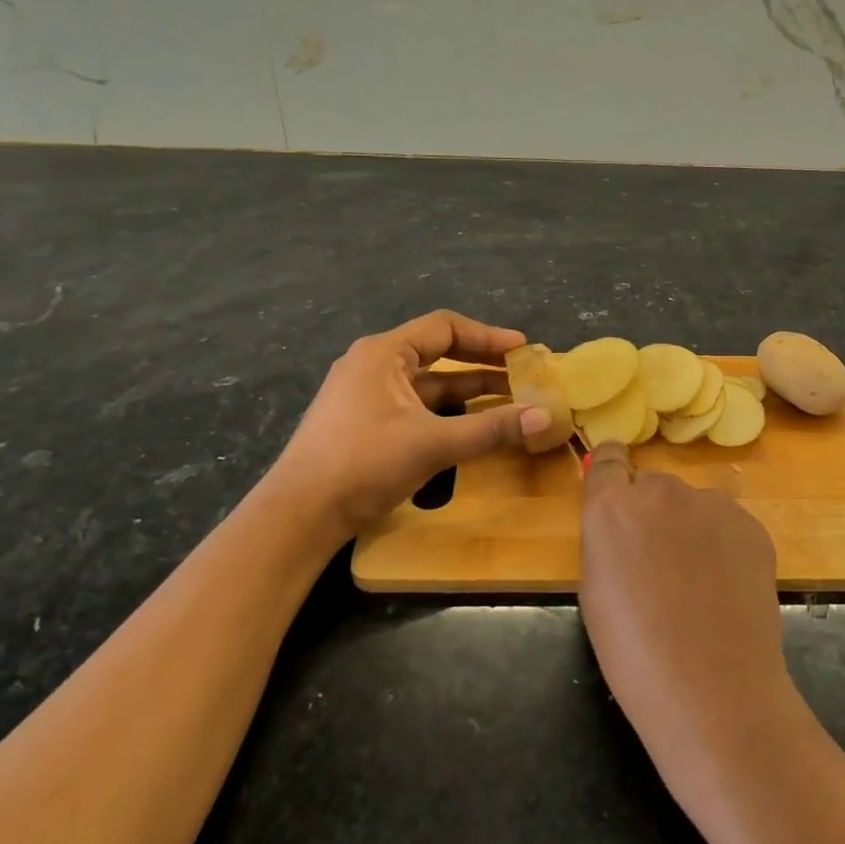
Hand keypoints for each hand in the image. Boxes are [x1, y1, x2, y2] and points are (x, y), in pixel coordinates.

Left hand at [277, 311, 552, 533]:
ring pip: (428, 384)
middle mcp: (373, 365)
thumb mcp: (433, 443)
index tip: (522, 350)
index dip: (487, 336)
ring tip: (509, 401)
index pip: (445, 328)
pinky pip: (416, 406)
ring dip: (468, 391)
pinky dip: (447, 411)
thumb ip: (491, 428)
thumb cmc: (364, 464)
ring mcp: (366, 395)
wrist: (299, 515)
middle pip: (438, 353)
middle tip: (522, 375)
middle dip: (482, 364)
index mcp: (384, 353)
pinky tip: (472, 426)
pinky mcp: (364, 423)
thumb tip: (546, 416)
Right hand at [578, 443, 791, 755]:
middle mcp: (661, 490)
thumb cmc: (634, 653)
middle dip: (650, 512)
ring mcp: (711, 504)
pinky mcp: (751, 524)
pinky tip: (726, 588)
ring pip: (692, 503)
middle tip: (659, 561)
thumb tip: (624, 527)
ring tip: (699, 582)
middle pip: (651, 485)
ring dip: (689, 526)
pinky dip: (723, 545)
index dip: (612, 473)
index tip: (617, 492)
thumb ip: (607, 540)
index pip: (608, 458)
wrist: (713, 689)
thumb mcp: (595, 591)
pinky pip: (727, 523)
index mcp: (612, 506)